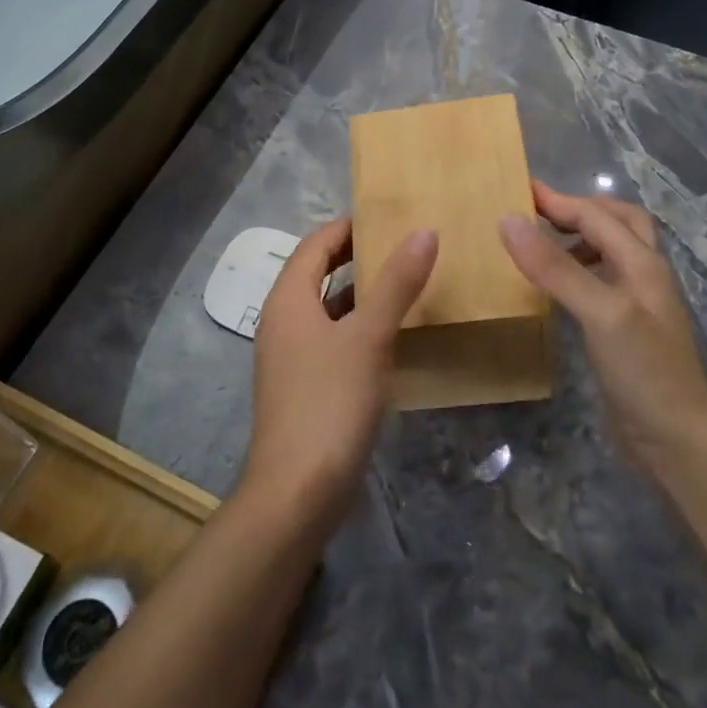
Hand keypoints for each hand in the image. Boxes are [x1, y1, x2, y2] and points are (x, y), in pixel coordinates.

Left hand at [239, 218, 438, 523]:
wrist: (298, 490)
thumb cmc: (330, 401)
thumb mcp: (369, 337)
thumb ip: (396, 284)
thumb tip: (423, 232)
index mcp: (289, 300)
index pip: (315, 245)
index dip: (347, 227)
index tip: (387, 217)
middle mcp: (282, 321)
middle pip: (317, 273)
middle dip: (355, 257)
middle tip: (402, 245)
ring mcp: (290, 356)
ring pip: (326, 309)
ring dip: (359, 294)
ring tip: (404, 282)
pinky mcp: (304, 386)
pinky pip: (332, 340)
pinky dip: (358, 328)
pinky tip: (391, 337)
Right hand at [499, 182, 706, 474]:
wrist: (678, 441)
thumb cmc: (644, 371)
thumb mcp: (600, 312)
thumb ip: (555, 267)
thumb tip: (509, 220)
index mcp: (642, 264)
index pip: (597, 217)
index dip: (559, 201)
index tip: (518, 189)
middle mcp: (644, 277)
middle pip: (618, 224)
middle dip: (580, 210)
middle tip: (539, 212)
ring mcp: (637, 306)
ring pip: (611, 254)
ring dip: (580, 239)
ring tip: (541, 246)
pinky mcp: (625, 333)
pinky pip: (600, 284)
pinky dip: (577, 272)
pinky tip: (555, 290)